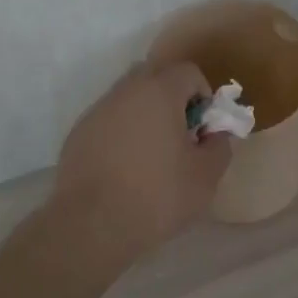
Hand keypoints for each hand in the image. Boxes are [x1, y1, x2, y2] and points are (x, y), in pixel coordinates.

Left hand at [54, 62, 231, 255]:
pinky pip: (109, 120)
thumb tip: (216, 134)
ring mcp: (97, 111)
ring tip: (153, 155)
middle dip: (173, 98)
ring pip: (129, 98)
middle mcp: (124, 91)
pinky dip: (123, 132)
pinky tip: (125, 168)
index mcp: (159, 92)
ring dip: (146, 115)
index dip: (204, 95)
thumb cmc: (158, 196)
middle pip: (155, 76)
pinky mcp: (77, 134)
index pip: (188, 71)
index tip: (204, 128)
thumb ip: (220, 145)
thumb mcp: (206, 176)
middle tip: (182, 136)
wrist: (92, 226)